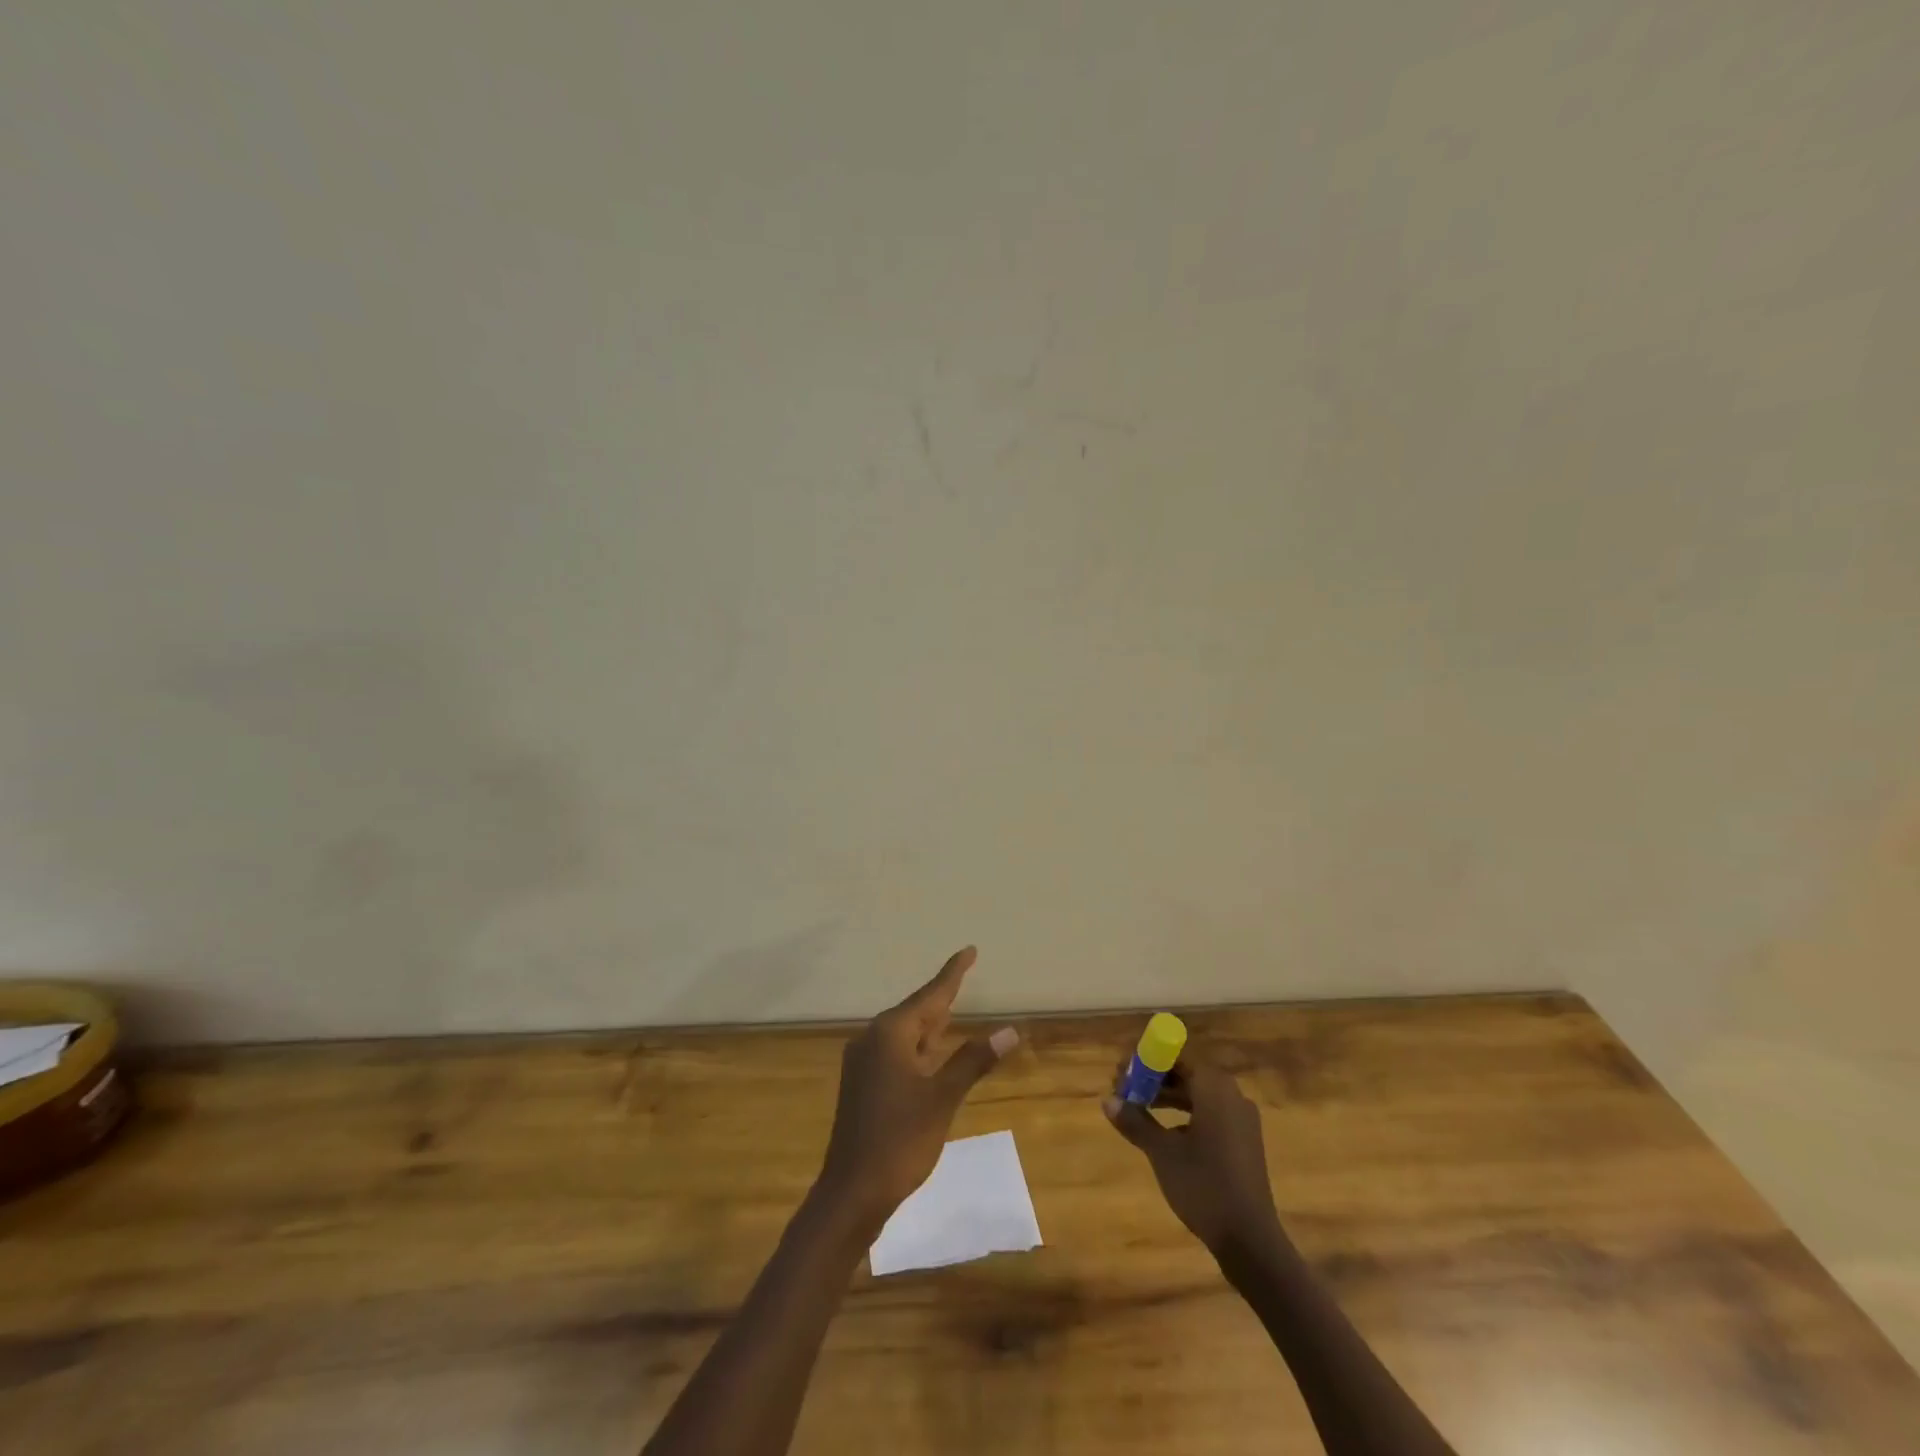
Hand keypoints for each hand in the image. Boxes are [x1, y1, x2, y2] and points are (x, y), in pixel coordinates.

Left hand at [818, 947, 1017, 1229]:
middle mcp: (872, 1039)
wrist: (851, 1192)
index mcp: (889, 1034)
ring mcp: (863, 1062)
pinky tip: (931, 1053)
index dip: (953, 973)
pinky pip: (896, 1052)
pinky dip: (919, 1047)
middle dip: (941, 998)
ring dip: (930, 1024)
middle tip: (964, 975)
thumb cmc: (900, 1140)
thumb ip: (973, 1061)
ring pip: (905, 1034)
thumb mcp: (943, 1098)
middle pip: (916, 1011)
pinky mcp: (862, 1084)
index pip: (930, 995)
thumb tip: (1009, 1030)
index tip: (969, 950)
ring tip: (952, 1008)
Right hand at [1104, 1049, 1281, 1257]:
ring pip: (1198, 1094)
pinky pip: (1210, 1113)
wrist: (1250, 1240)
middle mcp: (1232, 1095)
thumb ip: (1135, 1121)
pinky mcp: (1244, 1141)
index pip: (1175, 1056)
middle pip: (1187, 1073)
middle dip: (1154, 1079)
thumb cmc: (1204, 1186)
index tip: (1121, 1072)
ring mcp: (1242, 1119)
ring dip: (1167, 1097)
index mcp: (1214, 1088)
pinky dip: (1185, 1115)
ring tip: (1138, 1109)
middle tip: (1124, 1090)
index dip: (1146, 1060)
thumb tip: (1107, 1101)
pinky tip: (1166, 1133)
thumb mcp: (1162, 1152)